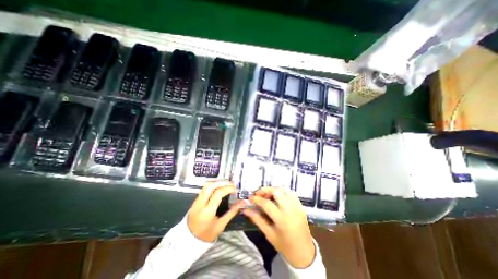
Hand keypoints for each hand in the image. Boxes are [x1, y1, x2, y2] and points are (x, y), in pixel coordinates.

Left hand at [188, 180, 243, 241]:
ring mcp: (196, 201)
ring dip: (217, 182)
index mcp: (207, 212)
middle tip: (231, 183)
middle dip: (222, 182)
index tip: (235, 189)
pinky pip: (204, 189)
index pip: (218, 193)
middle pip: (210, 186)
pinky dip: (213, 186)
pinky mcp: (195, 201)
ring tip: (226, 184)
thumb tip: (241, 203)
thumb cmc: (206, 235)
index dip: (228, 188)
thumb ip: (231, 212)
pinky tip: (219, 188)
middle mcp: (200, 204)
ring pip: (206, 186)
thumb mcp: (221, 225)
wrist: (188, 241)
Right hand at [244, 187, 314, 268]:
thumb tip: (246, 210)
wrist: (304, 253)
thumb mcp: (269, 234)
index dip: (257, 199)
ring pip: (285, 189)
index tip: (250, 198)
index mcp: (282, 220)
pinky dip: (282, 191)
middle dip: (266, 190)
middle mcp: (290, 210)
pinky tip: (277, 197)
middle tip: (259, 194)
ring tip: (268, 195)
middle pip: (277, 191)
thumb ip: (257, 219)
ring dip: (274, 189)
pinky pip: (291, 193)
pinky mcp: (301, 206)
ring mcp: (297, 206)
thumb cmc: (285, 246)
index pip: (266, 203)